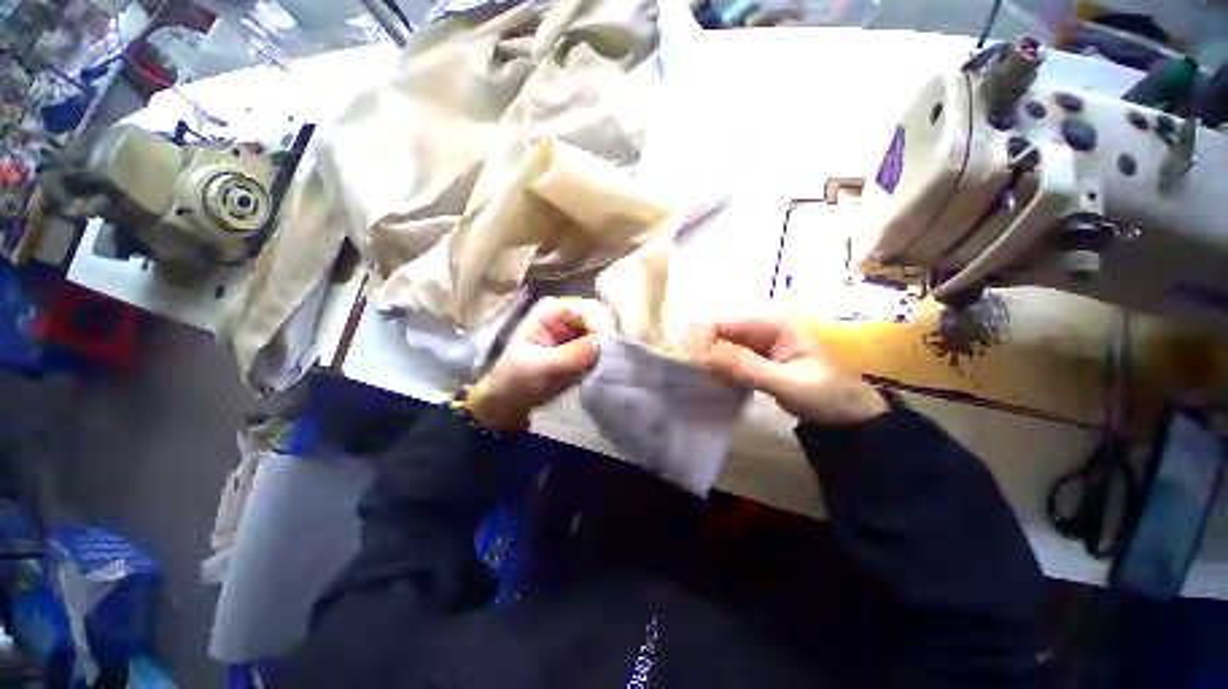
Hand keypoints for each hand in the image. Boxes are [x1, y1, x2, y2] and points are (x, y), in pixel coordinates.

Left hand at [466, 297, 615, 431]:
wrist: (512, 400)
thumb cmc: (516, 379)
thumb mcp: (538, 366)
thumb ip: (569, 355)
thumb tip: (602, 344)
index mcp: (555, 309)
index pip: (590, 309)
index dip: (604, 327)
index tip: (611, 350)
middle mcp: (572, 315)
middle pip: (605, 318)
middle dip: (613, 337)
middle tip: (617, 360)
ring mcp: (582, 332)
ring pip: (611, 333)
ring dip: (615, 349)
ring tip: (616, 367)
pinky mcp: (589, 349)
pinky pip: (609, 349)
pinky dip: (613, 359)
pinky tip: (613, 370)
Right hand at [687, 318, 887, 425]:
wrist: (845, 414)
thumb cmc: (825, 394)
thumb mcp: (787, 382)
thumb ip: (746, 367)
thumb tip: (703, 355)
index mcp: (773, 321)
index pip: (723, 319)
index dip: (703, 338)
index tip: (695, 364)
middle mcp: (761, 324)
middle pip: (717, 329)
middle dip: (704, 350)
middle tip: (702, 375)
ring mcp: (756, 340)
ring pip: (719, 342)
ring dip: (710, 360)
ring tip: (713, 381)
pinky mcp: (753, 355)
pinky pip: (726, 355)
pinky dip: (719, 368)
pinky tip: (721, 382)